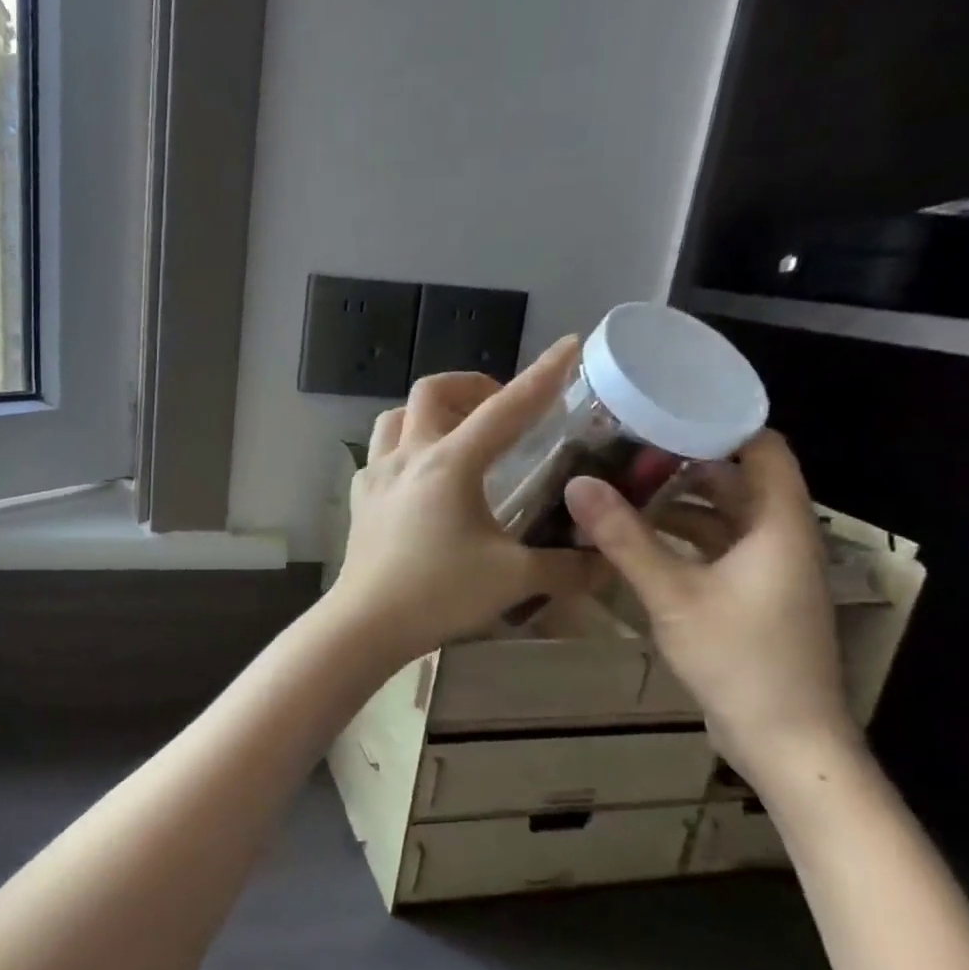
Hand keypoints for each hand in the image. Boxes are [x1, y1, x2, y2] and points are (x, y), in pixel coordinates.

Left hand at [331, 336, 601, 662]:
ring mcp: (376, 475)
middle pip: (433, 391)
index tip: (569, 345)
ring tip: (457, 434)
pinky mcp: (360, 498)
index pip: (506, 408)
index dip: (542, 375)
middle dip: (471, 385)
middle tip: (499, 407)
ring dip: (429, 412)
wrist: (365, 623)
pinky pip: (380, 453)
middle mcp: (409, 456)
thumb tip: (608, 562)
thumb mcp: (514, 578)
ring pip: (397, 416)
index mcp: (450, 463)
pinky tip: (420, 478)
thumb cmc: (439, 594)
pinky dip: (405, 448)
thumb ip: (567, 566)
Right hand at [563, 431, 860, 795]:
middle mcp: (782, 539)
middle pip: (739, 480)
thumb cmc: (740, 659)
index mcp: (779, 525)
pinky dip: (684, 538)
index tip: (662, 411)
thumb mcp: (673, 595)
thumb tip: (578, 483)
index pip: (763, 448)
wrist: (786, 741)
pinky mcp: (755, 598)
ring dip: (681, 503)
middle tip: (626, 450)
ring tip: (623, 489)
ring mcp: (770, 571)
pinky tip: (639, 541)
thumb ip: (624, 538)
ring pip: (726, 517)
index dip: (720, 424)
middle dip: (686, 463)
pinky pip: (720, 549)